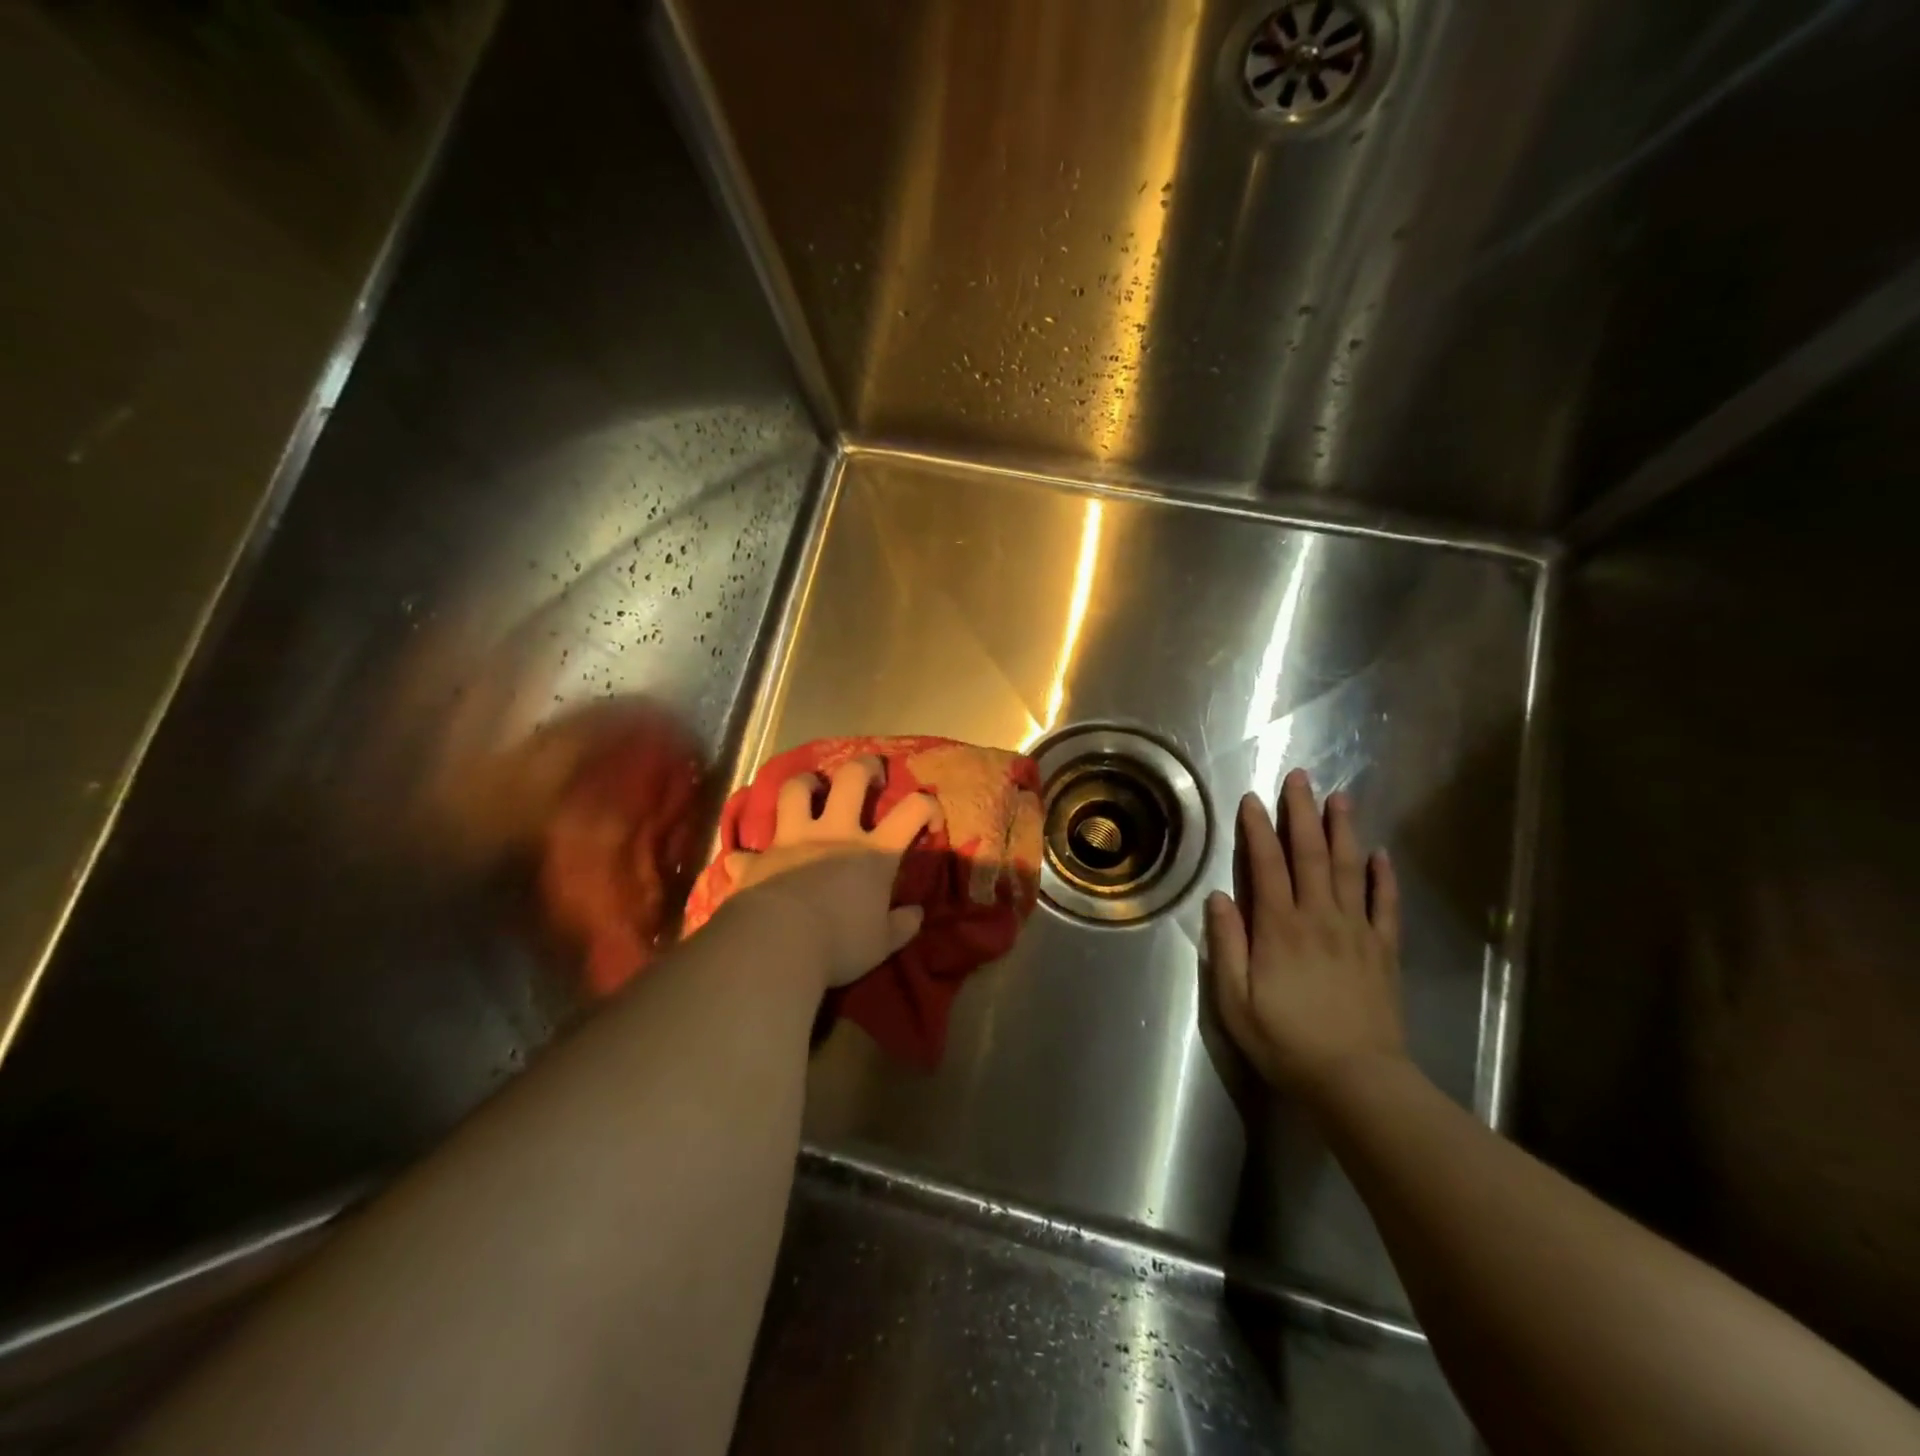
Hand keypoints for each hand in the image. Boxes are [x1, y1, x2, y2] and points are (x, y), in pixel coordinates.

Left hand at [721, 757, 938, 990]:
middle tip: (869, 775)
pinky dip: (750, 856)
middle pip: (851, 779)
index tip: (930, 820)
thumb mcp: (882, 944)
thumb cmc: (838, 943)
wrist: (777, 944)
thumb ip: (901, 926)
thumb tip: (915, 914)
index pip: (912, 811)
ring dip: (803, 784)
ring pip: (795, 791)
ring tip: (809, 790)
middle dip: (864, 767)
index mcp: (873, 853)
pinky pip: (746, 851)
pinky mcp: (757, 859)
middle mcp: (834, 834)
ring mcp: (792, 841)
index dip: (927, 806)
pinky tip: (749, 863)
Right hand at [1205, 769, 1406, 1104]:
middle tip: (1300, 778)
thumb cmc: (1286, 1041)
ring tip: (1339, 798)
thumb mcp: (1235, 1000)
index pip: (1267, 865)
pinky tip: (1381, 855)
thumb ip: (1227, 945)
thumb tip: (1220, 897)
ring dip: (1344, 831)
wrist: (1356, 1081)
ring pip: (1350, 870)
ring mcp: (1357, 933)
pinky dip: (1384, 878)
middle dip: (1302, 813)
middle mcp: (1320, 918)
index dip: (1258, 830)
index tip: (1253, 799)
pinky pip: (1387, 906)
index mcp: (1280, 928)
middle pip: (1312, 855)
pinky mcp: (1384, 952)